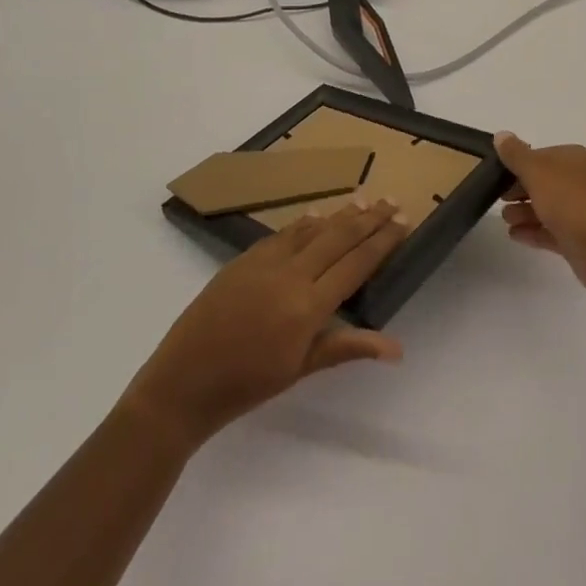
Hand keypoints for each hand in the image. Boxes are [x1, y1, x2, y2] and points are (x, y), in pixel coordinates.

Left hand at [126, 202, 405, 446]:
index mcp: (308, 306)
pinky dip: (304, 223)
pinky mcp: (243, 260)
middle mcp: (290, 275)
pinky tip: (316, 215)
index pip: (356, 263)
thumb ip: (347, 346)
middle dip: (369, 218)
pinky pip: (283, 234)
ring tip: (363, 200)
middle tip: (391, 200)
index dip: (383, 240)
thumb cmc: (247, 385)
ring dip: (340, 214)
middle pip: (338, 237)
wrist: (182, 383)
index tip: (403, 221)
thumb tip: (397, 348)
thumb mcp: (301, 369)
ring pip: (311, 229)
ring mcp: (264, 263)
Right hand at [495, 133, 585, 296]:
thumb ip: (516, 155)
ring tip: (505, 220)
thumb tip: (501, 135)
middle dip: (518, 190)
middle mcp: (577, 181)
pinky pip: (549, 231)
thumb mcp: (537, 171)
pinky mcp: (577, 238)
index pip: (539, 156)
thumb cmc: (570, 202)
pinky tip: (514, 236)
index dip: (516, 165)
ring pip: (545, 207)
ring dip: (523, 212)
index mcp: (571, 159)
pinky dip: (532, 231)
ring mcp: (578, 211)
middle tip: (496, 199)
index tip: (494, 176)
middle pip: (541, 182)